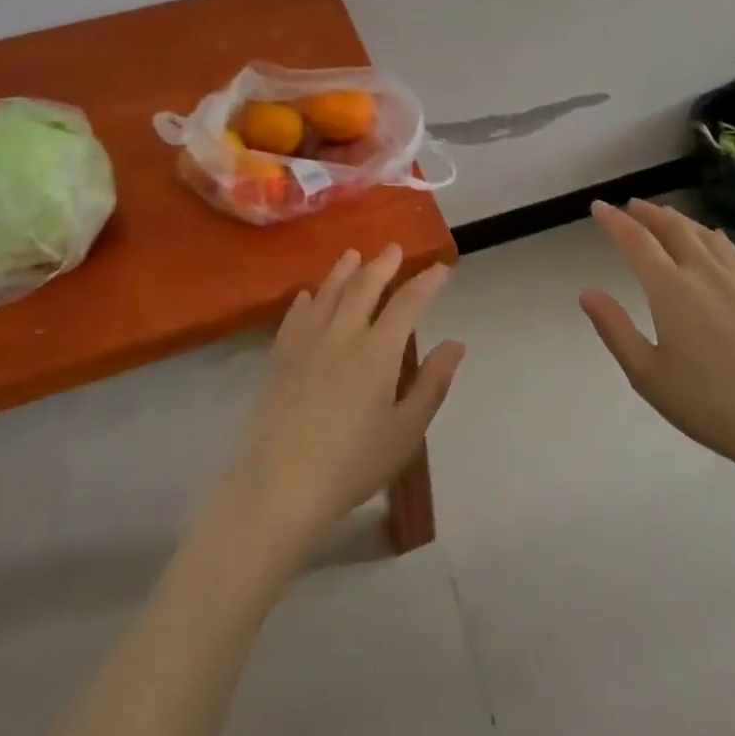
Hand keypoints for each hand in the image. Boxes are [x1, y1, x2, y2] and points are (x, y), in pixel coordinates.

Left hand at [213, 246, 463, 559]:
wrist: (278, 486)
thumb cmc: (351, 464)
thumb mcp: (405, 432)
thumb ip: (432, 384)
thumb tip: (456, 344)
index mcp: (378, 351)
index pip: (407, 303)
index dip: (426, 282)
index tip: (440, 268)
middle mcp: (342, 335)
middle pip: (364, 287)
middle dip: (382, 265)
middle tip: (393, 249)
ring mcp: (306, 344)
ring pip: (328, 294)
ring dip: (343, 271)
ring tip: (353, 255)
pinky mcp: (279, 359)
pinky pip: (294, 317)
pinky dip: (306, 300)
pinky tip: (308, 295)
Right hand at [580, 200, 734, 502]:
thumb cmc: (708, 403)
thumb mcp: (647, 375)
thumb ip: (615, 329)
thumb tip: (588, 292)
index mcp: (671, 289)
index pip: (636, 241)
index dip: (614, 221)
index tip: (598, 207)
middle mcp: (703, 272)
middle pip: (672, 227)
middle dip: (647, 213)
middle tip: (631, 206)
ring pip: (703, 233)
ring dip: (678, 219)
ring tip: (664, 215)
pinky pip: (730, 248)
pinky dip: (710, 235)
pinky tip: (711, 238)